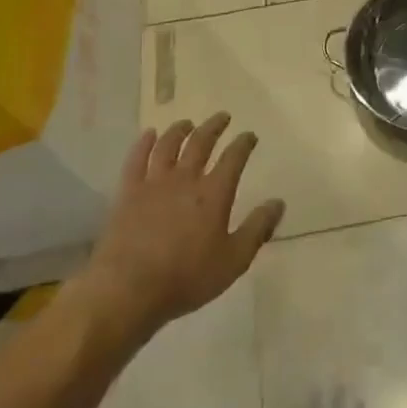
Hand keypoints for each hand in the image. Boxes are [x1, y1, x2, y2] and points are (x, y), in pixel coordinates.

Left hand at [82, 114, 284, 338]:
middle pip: (201, 143)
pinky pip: (136, 159)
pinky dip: (144, 143)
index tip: (249, 135)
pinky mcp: (128, 192)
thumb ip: (257, 229)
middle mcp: (185, 179)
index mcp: (213, 194)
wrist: (129, 290)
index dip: (243, 144)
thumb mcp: (234, 260)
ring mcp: (154, 183)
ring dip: (180, 130)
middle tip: (223, 117)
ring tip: (187, 123)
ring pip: (168, 145)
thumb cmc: (186, 278)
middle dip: (214, 127)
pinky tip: (148, 134)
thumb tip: (278, 202)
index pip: (233, 158)